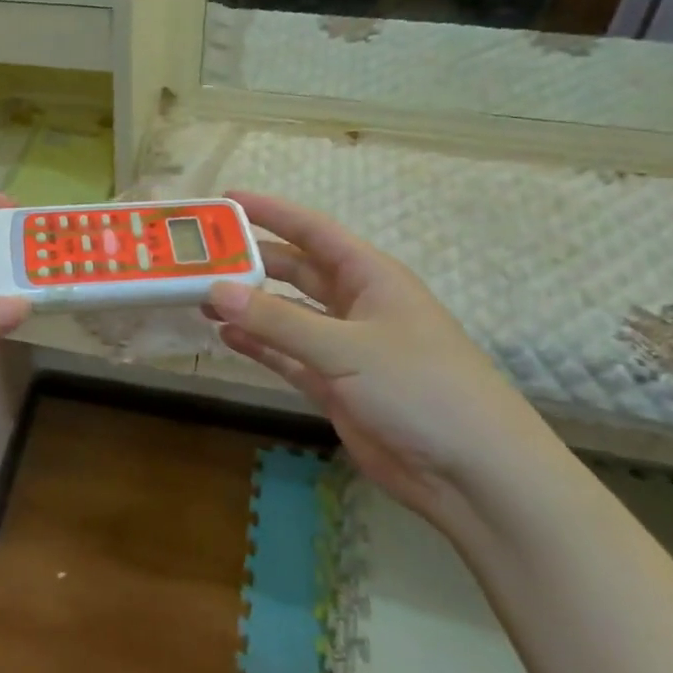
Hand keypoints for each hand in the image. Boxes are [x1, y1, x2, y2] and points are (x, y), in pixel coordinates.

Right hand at [206, 191, 565, 515]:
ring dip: (249, 307)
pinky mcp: (336, 387)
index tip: (227, 200)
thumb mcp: (347, 347)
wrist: (471, 471)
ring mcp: (345, 348)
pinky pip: (288, 357)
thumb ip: (278, 320)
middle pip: (296, 272)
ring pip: (287, 316)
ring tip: (200, 297)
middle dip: (253, 262)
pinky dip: (259, 346)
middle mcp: (356, 305)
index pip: (314, 231)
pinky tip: (227, 337)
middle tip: (201, 257)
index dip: (272, 212)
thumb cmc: (419, 388)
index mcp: (371, 277)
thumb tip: (215, 289)